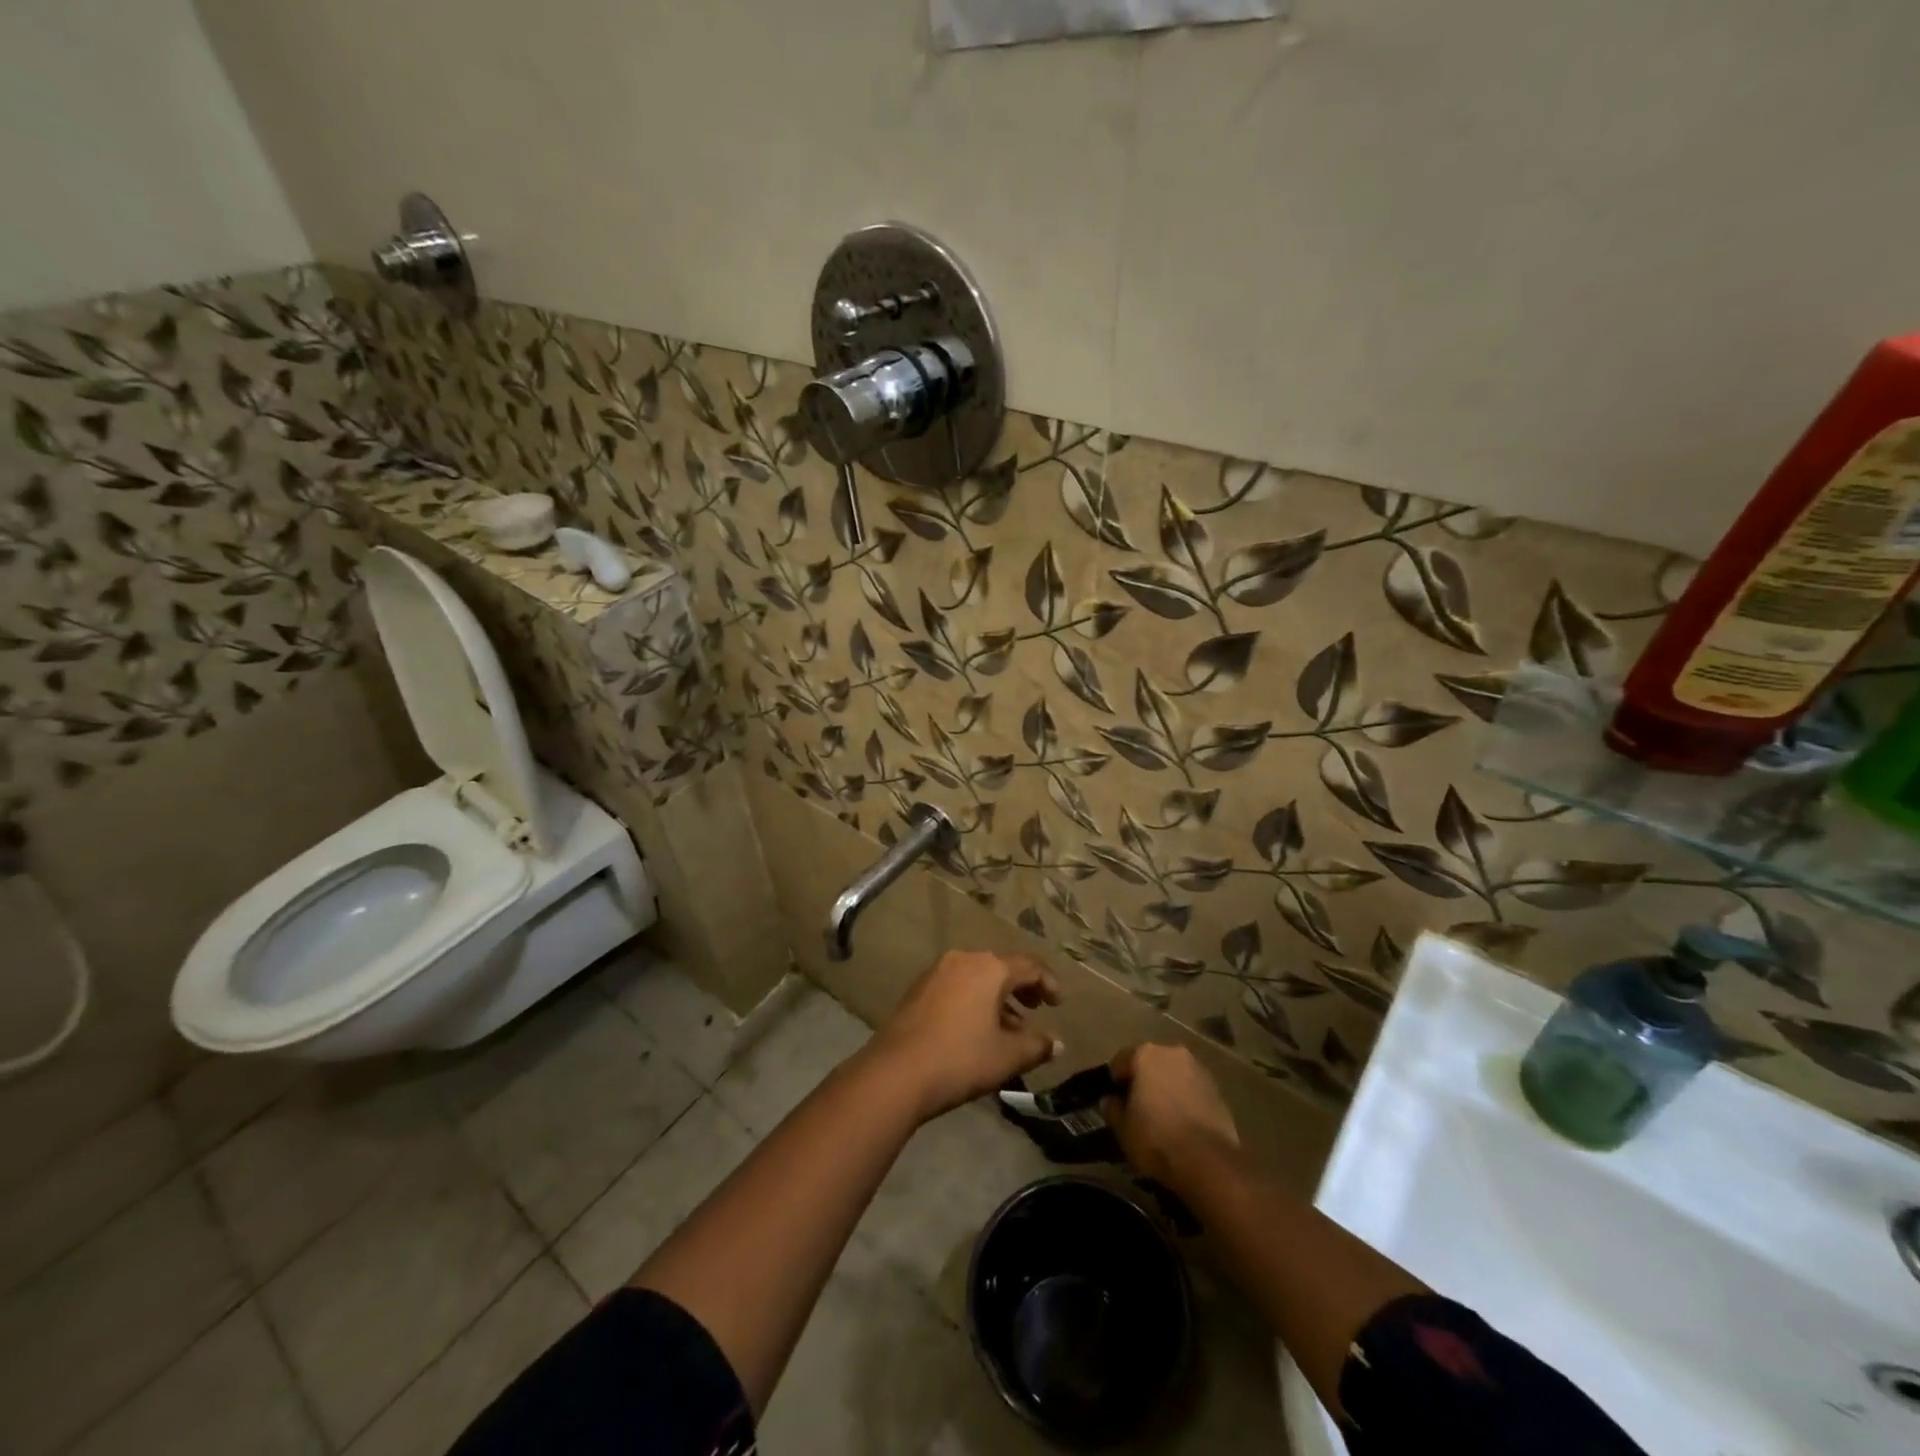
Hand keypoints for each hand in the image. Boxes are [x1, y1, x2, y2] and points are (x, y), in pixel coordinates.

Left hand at [864, 950, 1061, 1119]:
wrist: (896, 1072)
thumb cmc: (961, 1058)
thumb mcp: (1007, 1056)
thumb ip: (1037, 1046)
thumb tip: (1057, 1043)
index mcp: (989, 967)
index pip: (1028, 965)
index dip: (1048, 982)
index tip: (1058, 1004)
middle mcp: (962, 960)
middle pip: (1001, 967)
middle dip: (1022, 988)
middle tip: (1036, 1009)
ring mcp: (936, 973)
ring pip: (977, 978)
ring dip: (997, 998)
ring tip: (1010, 1028)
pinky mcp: (918, 990)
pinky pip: (957, 987)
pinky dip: (974, 1002)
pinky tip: (978, 1030)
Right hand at [1101, 1043, 1239, 1187]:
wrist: (1208, 1162)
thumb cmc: (1156, 1138)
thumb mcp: (1122, 1128)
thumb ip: (1112, 1109)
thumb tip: (1110, 1100)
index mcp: (1146, 1054)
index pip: (1121, 1061)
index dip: (1115, 1081)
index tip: (1114, 1100)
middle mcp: (1173, 1053)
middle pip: (1151, 1064)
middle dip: (1143, 1081)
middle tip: (1137, 1107)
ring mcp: (1199, 1070)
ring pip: (1174, 1075)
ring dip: (1166, 1089)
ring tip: (1161, 1117)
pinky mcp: (1218, 1091)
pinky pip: (1193, 1091)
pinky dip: (1185, 1101)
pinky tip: (1182, 1124)